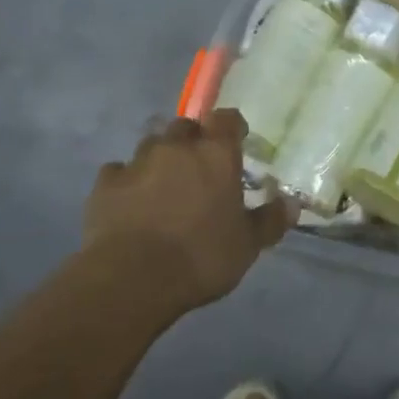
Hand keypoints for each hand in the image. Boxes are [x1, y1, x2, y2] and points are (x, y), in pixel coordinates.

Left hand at [81, 109, 295, 317]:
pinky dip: (126, 181)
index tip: (237, 141)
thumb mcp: (247, 245)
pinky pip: (118, 171)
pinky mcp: (106, 184)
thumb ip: (270, 220)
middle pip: (185, 126)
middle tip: (198, 166)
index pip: (227, 118)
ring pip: (151, 144)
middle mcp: (177, 147)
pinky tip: (129, 201)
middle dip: (192, 140)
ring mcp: (137, 162)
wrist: (132, 279)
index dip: (232, 127)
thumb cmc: (201, 257)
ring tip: (163, 184)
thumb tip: (293, 203)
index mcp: (216, 154)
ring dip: (159, 158)